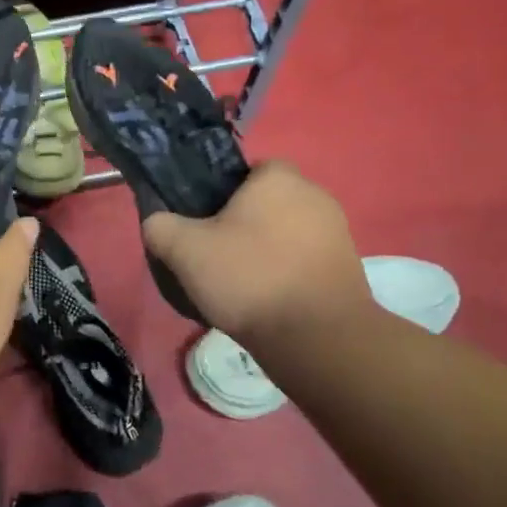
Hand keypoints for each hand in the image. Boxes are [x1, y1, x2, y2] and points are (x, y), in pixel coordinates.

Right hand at [143, 159, 374, 346]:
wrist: (316, 337)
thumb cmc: (249, 277)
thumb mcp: (184, 250)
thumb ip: (160, 226)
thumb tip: (158, 223)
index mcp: (278, 178)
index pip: (246, 170)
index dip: (221, 193)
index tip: (204, 222)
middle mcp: (315, 195)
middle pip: (266, 202)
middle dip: (243, 223)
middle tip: (216, 254)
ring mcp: (337, 231)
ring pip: (286, 232)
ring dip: (266, 250)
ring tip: (242, 284)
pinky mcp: (348, 266)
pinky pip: (305, 259)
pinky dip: (287, 273)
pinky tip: (268, 300)